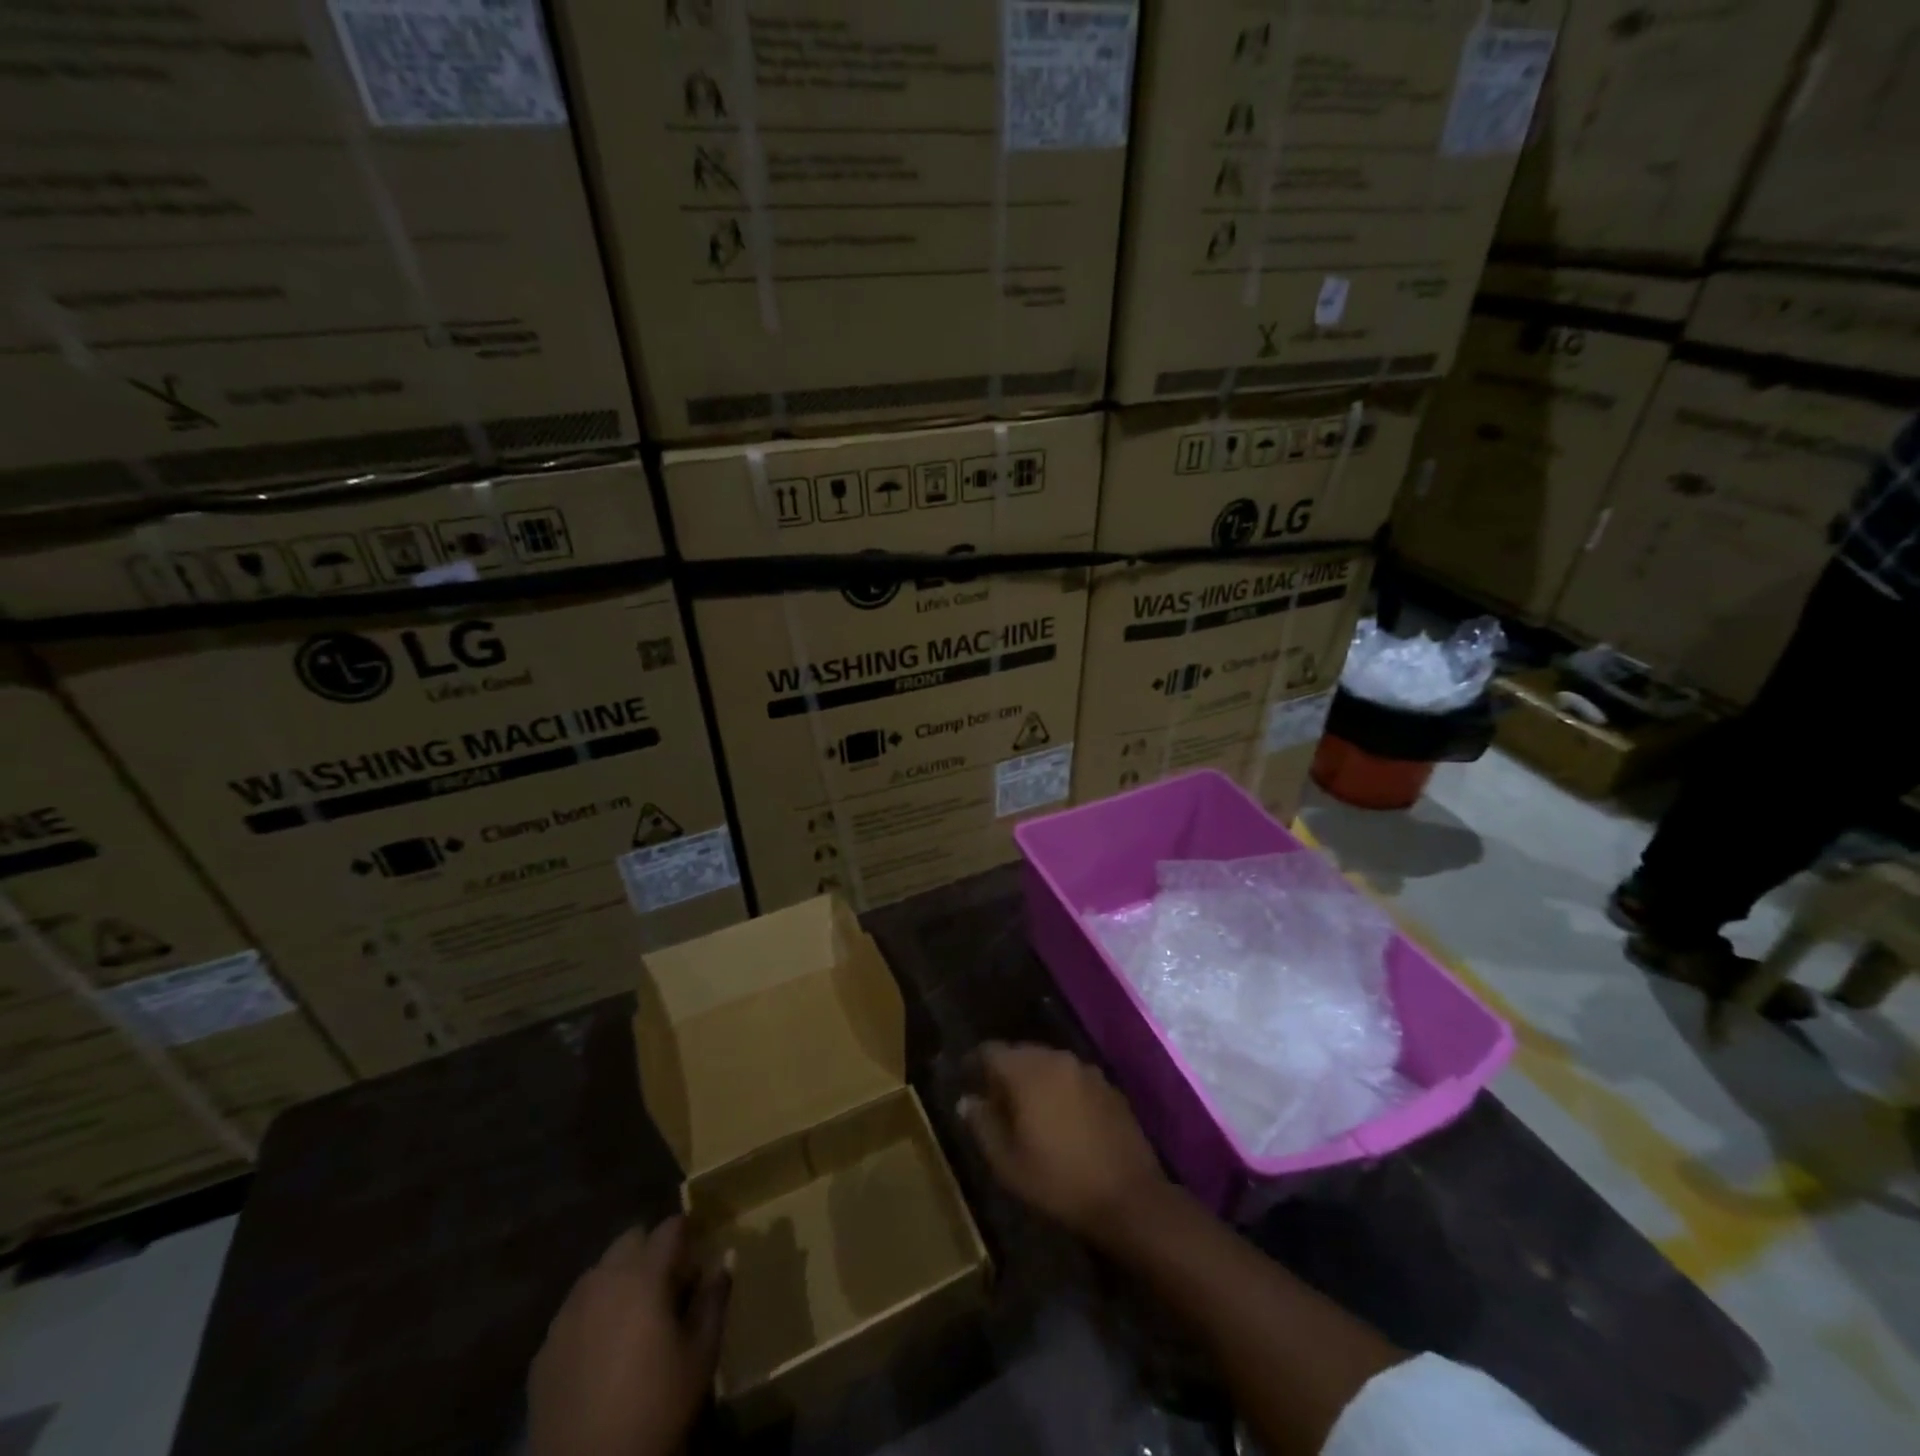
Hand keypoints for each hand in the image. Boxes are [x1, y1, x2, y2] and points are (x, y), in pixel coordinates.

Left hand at [528, 1218, 730, 1455]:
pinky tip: (602, 1350)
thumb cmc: (656, 1406)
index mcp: (643, 1275)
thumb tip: (726, 1257)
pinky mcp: (544, 1348)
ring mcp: (567, 1313)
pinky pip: (574, 1311)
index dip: (688, 1232)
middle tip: (669, 1284)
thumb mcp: (701, 1353)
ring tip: (635, 1316)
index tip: (699, 1250)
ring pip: (599, 1273)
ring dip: (620, 1279)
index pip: (670, 1227)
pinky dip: (593, 1314)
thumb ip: (715, 1298)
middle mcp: (602, 1281)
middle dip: (651, 1250)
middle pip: (630, 1240)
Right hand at [960, 1042, 1167, 1246]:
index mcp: (1027, 1071)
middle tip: (993, 1099)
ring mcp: (1086, 1070)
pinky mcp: (1108, 1086)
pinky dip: (1059, 1088)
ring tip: (1026, 1109)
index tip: (965, 1079)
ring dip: (1033, 1079)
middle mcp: (1056, 1058)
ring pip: (1048, 1063)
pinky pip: (1072, 1077)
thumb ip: (983, 1125)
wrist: (1129, 1197)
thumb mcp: (1008, 1162)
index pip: (990, 1050)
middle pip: (1020, 1053)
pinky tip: (1060, 1117)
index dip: (974, 1062)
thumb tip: (967, 1100)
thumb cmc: (1059, 1181)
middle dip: (1004, 1071)